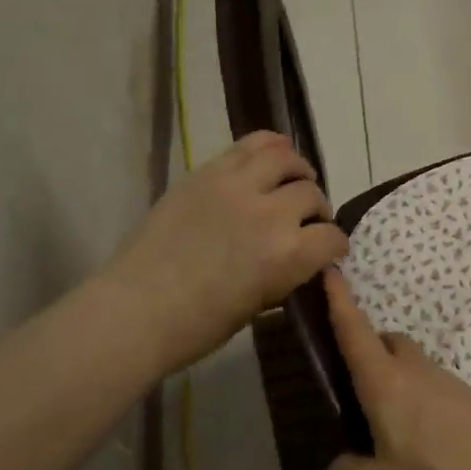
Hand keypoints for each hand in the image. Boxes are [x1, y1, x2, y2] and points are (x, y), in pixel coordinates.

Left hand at [104, 132, 347, 375]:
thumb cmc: (198, 325)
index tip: (328, 251)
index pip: (331, 238)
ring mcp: (237, 186)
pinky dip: (270, 146)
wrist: (136, 309)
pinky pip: (251, 144)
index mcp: (287, 256)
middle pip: (311, 194)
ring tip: (293, 180)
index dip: (334, 246)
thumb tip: (301, 258)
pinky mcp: (208, 172)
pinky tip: (273, 156)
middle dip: (316, 209)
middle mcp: (270, 213)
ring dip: (298, 170)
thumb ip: (286, 273)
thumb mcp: (259, 305)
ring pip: (286, 158)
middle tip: (306, 219)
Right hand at [320, 269, 470, 469]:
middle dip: (368, 350)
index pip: (355, 331)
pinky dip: (418, 409)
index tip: (330, 270)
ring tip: (384, 434)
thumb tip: (340, 468)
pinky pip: (434, 395)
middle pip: (389, 343)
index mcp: (386, 382)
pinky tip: (421, 453)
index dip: (338, 301)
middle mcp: (418, 373)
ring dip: (395, 385)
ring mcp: (450, 386)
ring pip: (414, 369)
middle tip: (351, 385)